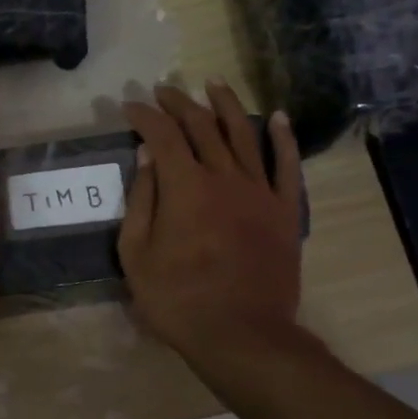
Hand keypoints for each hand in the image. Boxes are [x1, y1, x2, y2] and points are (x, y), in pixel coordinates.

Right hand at [119, 83, 304, 370]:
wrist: (242, 334)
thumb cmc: (178, 299)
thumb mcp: (137, 255)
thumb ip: (141, 201)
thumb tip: (146, 156)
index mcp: (185, 186)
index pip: (163, 136)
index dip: (145, 116)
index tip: (130, 107)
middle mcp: (224, 176)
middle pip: (202, 126)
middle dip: (179, 104)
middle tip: (164, 91)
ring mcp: (259, 191)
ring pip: (244, 134)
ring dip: (226, 105)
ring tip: (214, 83)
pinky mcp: (283, 210)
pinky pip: (287, 165)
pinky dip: (283, 137)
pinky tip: (278, 116)